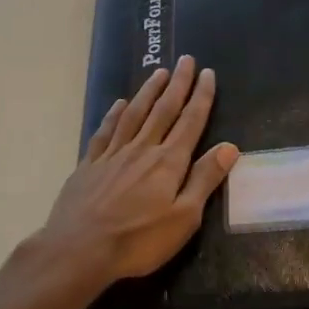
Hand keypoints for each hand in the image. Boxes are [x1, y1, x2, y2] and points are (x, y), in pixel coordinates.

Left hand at [35, 55, 239, 289]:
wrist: (78, 250)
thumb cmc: (138, 240)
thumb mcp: (184, 218)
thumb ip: (204, 179)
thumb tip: (229, 147)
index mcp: (168, 162)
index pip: (190, 121)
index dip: (201, 96)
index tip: (207, 73)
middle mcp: (142, 149)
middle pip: (163, 110)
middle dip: (178, 84)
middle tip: (186, 59)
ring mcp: (112, 155)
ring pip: (134, 114)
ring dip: (148, 91)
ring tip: (159, 73)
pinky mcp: (89, 165)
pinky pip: (105, 131)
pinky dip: (114, 114)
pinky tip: (119, 104)